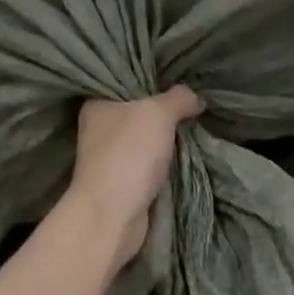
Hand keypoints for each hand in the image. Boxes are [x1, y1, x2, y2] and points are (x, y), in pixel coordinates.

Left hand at [68, 86, 201, 269]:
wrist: (113, 215)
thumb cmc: (129, 154)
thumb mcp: (158, 113)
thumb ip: (178, 98)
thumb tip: (195, 98)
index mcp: (98, 104)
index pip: (126, 83)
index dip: (153, 80)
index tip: (180, 79)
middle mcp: (100, 129)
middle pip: (139, 112)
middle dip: (165, 112)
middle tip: (194, 103)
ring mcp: (110, 158)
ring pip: (146, 140)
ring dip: (167, 140)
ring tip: (195, 127)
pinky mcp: (123, 183)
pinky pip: (150, 165)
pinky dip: (165, 163)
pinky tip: (185, 155)